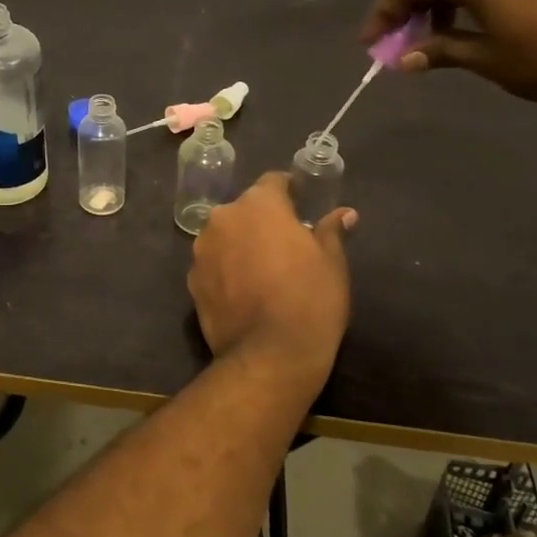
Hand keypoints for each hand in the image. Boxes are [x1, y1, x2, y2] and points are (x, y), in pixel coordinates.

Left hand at [188, 172, 356, 388]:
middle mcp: (223, 218)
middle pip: (244, 210)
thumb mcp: (332, 263)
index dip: (288, 190)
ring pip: (225, 236)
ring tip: (262, 270)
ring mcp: (202, 249)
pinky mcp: (192, 280)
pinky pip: (213, 264)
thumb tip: (344, 214)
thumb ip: (331, 231)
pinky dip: (225, 270)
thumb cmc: (310, 299)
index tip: (300, 203)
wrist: (270, 354)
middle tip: (284, 243)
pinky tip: (243, 291)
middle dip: (261, 220)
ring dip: (240, 244)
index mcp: (258, 205)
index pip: (272, 182)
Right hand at [362, 0, 536, 105]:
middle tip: (398, 44)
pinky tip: (472, 29)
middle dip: (410, 11)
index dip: (384, 14)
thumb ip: (439, 51)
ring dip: (440, 8)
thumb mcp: (486, 58)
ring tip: (433, 42)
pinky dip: (469, 3)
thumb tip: (402, 58)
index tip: (371, 44)